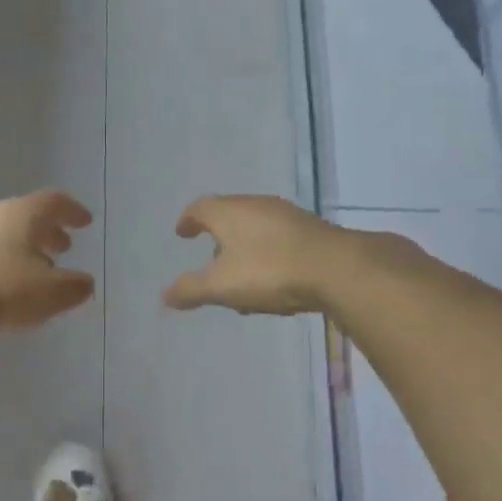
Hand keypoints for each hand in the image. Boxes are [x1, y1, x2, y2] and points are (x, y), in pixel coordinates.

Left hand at [0, 190, 96, 336]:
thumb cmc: (6, 290)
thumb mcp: (53, 293)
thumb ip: (75, 286)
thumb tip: (84, 283)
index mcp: (23, 213)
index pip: (54, 202)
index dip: (72, 211)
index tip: (85, 222)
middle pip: (26, 215)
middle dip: (47, 231)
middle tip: (62, 247)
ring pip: (3, 233)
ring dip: (24, 247)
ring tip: (36, 269)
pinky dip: (2, 260)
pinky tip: (5, 283)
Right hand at [164, 195, 347, 315]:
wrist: (337, 269)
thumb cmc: (269, 271)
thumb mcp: (221, 286)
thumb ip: (191, 290)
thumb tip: (164, 295)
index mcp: (230, 212)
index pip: (200, 208)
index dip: (188, 220)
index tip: (182, 233)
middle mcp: (257, 205)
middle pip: (229, 215)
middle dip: (218, 237)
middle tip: (210, 260)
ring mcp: (287, 216)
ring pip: (255, 229)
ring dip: (244, 250)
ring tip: (241, 279)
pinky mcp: (310, 231)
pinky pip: (278, 240)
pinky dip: (266, 256)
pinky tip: (272, 281)